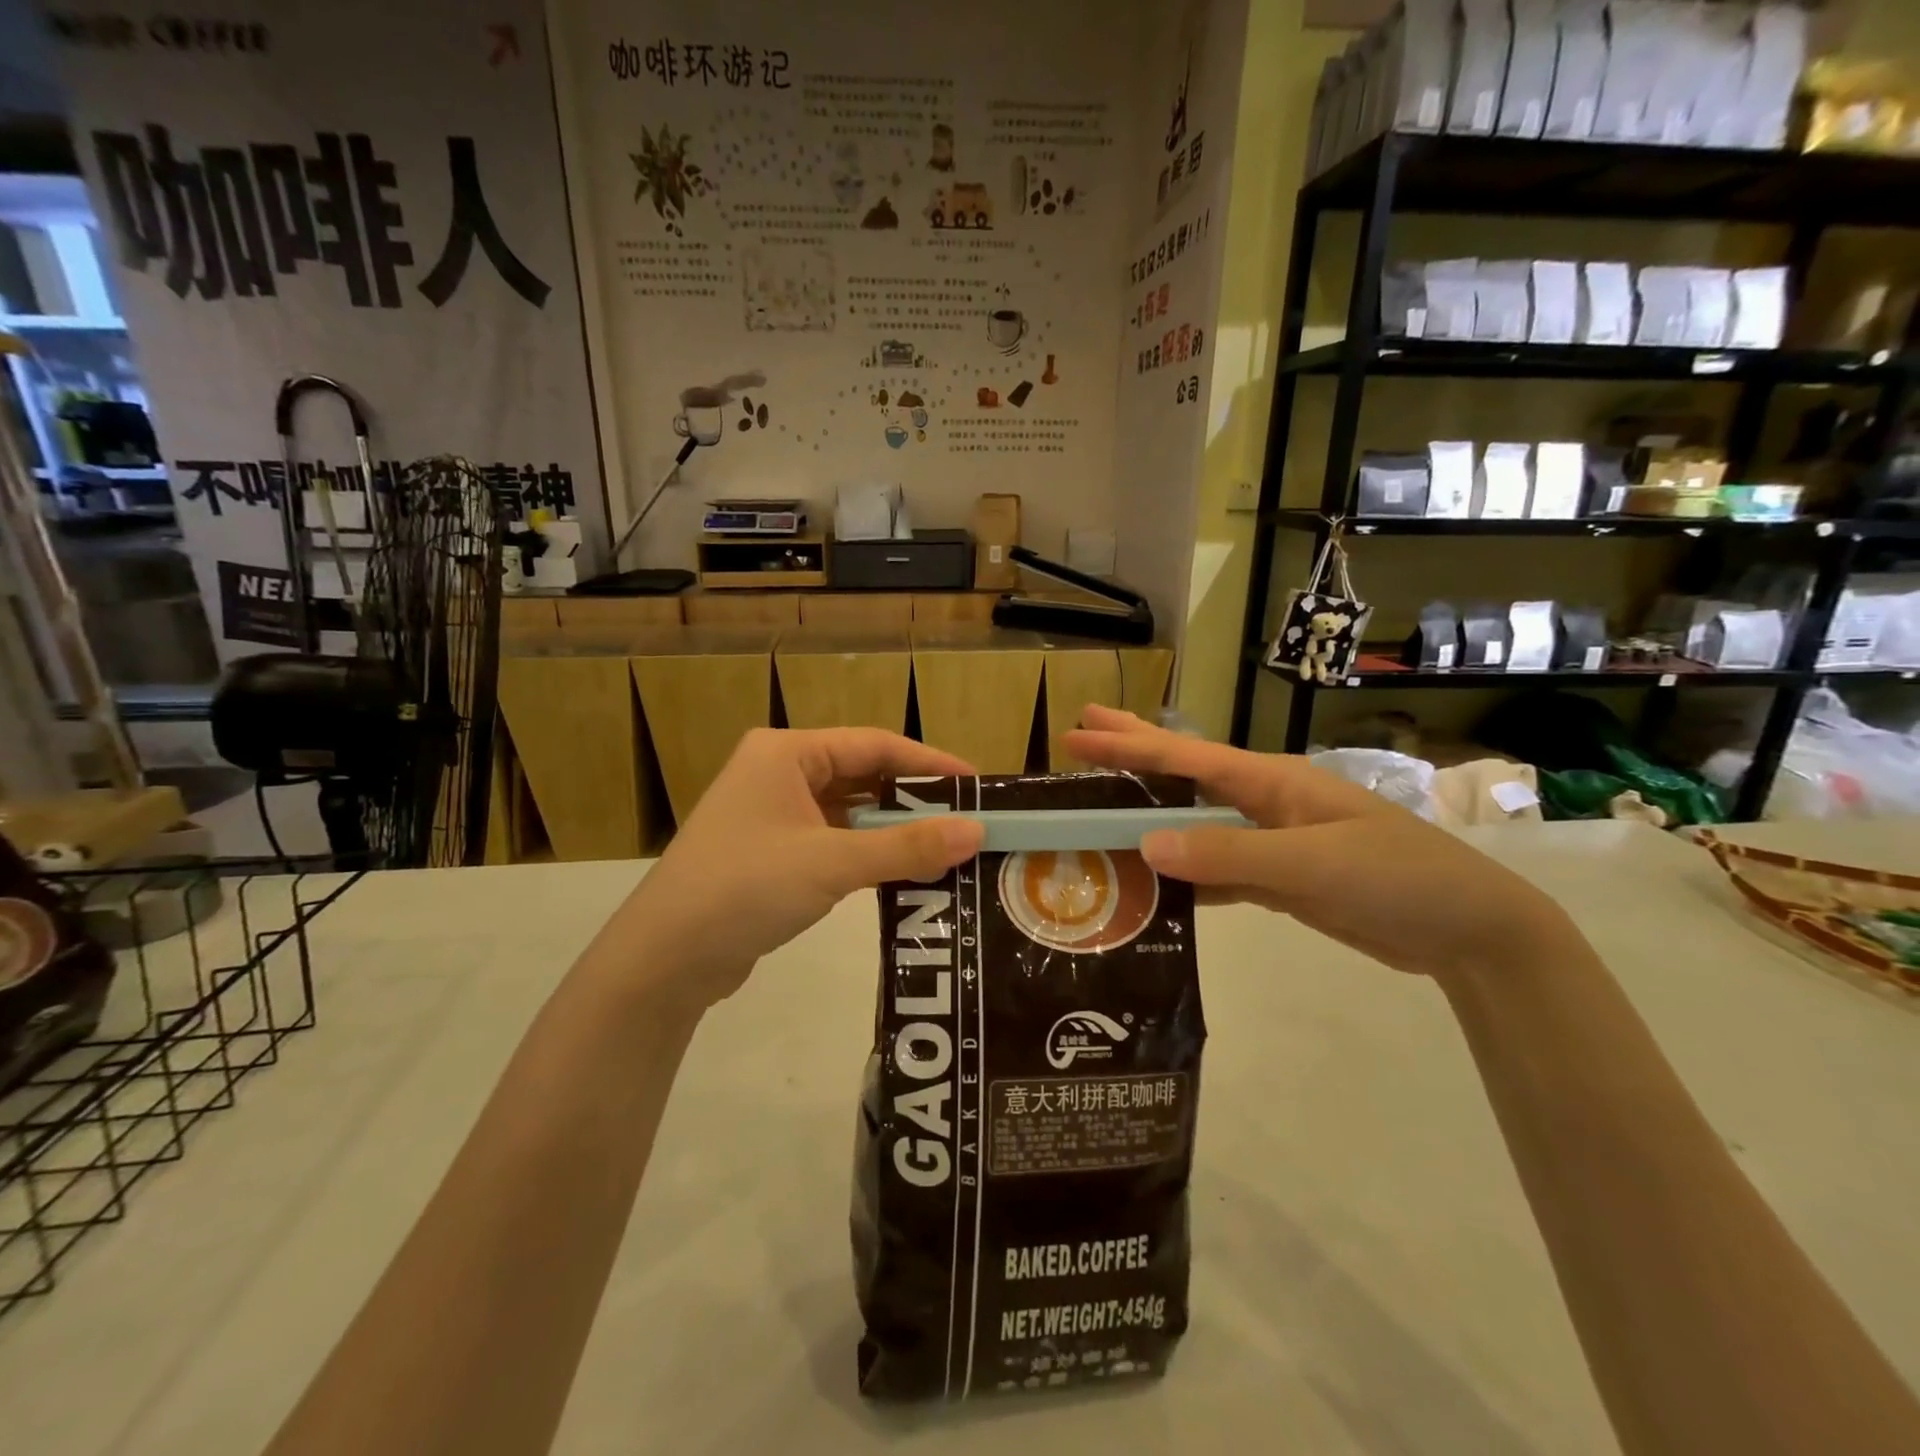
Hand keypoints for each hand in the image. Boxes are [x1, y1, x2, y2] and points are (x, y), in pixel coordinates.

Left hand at [606, 728, 983, 1009]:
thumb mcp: (832, 862)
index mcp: (787, 753)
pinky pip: (832, 840)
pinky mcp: (770, 853)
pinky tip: (901, 872)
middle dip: (913, 800)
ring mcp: (771, 815)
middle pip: (862, 776)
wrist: (664, 958)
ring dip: (891, 830)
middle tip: (966, 821)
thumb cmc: (746, 888)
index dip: (929, 763)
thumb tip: (976, 832)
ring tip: (945, 848)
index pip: (874, 745)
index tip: (976, 785)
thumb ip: (906, 847)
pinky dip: (866, 853)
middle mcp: (778, 773)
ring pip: (848, 812)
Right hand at [1064, 706, 1574, 982]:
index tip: (1076, 732)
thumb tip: (1145, 844)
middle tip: (1077, 734)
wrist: (1469, 929)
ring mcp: (1269, 840)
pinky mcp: (1276, 878)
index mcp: (1271, 780)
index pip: (1185, 758)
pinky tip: (1149, 879)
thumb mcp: (1313, 863)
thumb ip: (1229, 853)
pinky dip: (1179, 872)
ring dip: (1146, 815)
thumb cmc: (1398, 877)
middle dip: (1131, 753)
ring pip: (1192, 823)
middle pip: (1183, 773)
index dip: (1128, 746)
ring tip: (1098, 807)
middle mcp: (1263, 801)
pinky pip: (1213, 869)